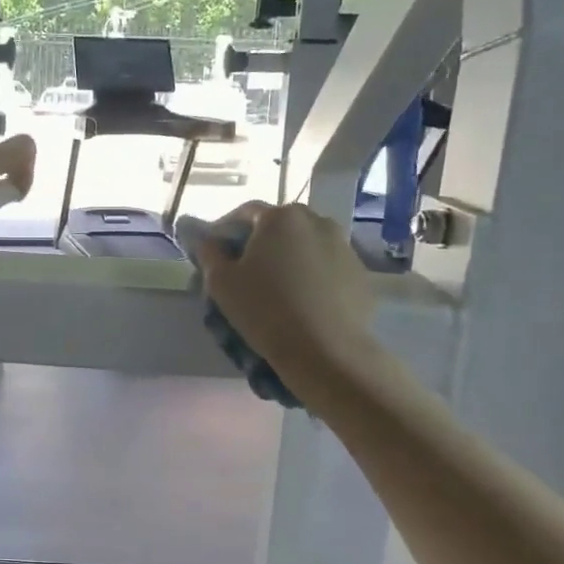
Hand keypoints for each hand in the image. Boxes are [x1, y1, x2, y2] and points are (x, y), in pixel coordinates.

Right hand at [195, 201, 380, 391]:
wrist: (326, 350)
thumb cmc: (265, 310)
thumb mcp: (221, 282)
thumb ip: (208, 252)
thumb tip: (203, 237)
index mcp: (280, 216)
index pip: (244, 213)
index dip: (225, 230)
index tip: (214, 252)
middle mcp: (316, 220)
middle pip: (279, 225)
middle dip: (259, 242)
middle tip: (244, 270)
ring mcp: (344, 245)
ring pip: (305, 244)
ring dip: (288, 257)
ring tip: (276, 286)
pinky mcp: (360, 272)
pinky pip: (326, 265)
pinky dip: (311, 274)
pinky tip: (302, 300)